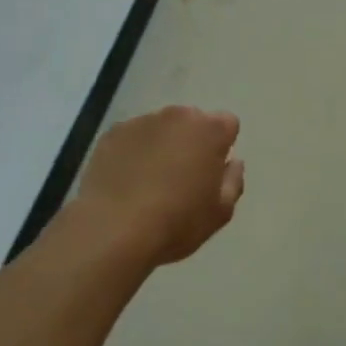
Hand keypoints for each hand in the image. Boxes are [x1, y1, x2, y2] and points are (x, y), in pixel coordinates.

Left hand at [65, 106, 245, 266]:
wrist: (113, 229)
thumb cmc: (176, 221)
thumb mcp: (220, 212)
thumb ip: (233, 181)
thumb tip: (233, 162)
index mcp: (210, 130)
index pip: (227, 123)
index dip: (222, 146)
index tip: (212, 171)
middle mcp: (177, 115)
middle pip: (192, 121)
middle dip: (192, 141)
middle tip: (182, 176)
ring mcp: (141, 121)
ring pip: (160, 128)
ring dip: (162, 144)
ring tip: (149, 180)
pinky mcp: (112, 133)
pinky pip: (131, 137)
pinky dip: (133, 152)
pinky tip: (126, 181)